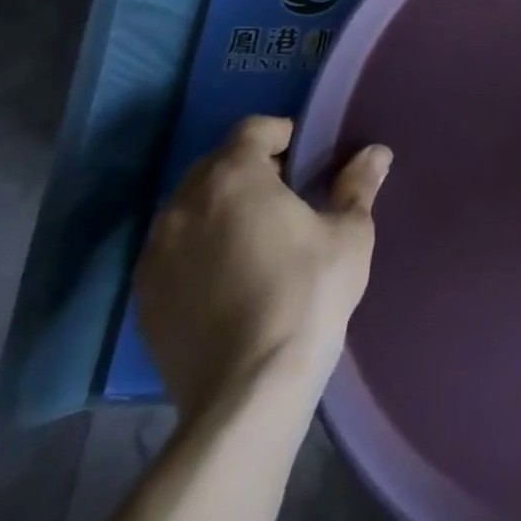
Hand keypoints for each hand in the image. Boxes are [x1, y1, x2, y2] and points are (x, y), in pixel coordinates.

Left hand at [135, 115, 392, 419]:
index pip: (253, 129)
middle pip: (216, 165)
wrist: (248, 391)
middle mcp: (183, 206)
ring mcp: (155, 255)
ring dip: (221, 208)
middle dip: (251, 170)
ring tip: (257, 237)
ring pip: (190, 208)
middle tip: (289, 196)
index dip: (284, 135)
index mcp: (232, 178)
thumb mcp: (349, 233)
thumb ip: (358, 185)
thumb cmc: (307, 293)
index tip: (309, 160)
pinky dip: (199, 248)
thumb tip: (376, 153)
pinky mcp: (144, 299)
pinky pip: (174, 251)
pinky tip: (231, 277)